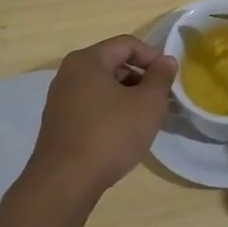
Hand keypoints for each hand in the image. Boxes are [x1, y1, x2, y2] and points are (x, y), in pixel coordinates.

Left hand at [25, 35, 177, 206]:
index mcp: (87, 60)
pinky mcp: (58, 123)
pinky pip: (91, 106)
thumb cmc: (109, 135)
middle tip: (161, 100)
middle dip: (141, 78)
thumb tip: (166, 61)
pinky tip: (124, 133)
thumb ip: (160, 78)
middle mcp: (69, 73)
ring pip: (102, 87)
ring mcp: (60, 99)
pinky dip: (110, 111)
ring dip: (127, 97)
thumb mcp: (147, 104)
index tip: (169, 78)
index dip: (152, 56)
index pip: (126, 44)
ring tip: (146, 119)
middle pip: (113, 64)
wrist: (64, 182)